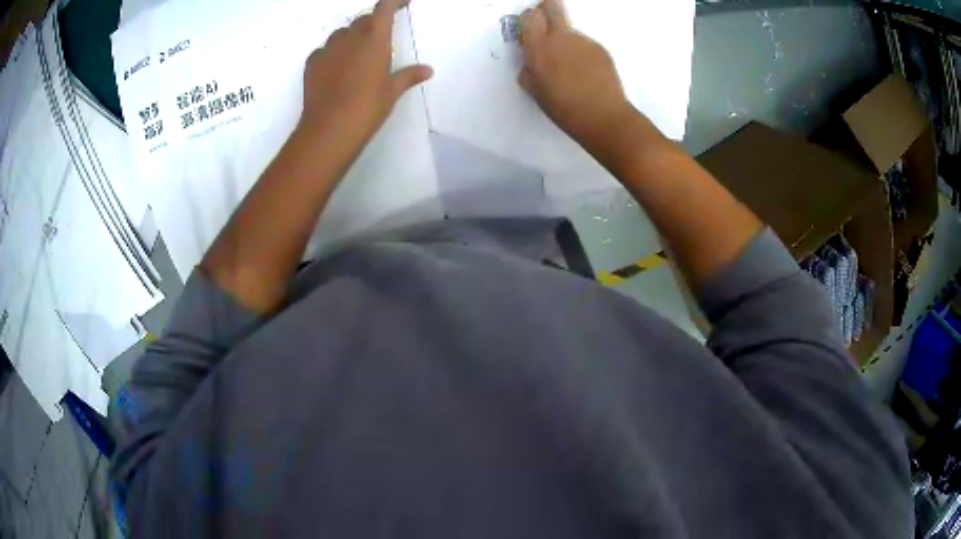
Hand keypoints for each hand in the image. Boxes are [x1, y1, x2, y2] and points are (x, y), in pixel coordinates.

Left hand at [298, 0, 432, 155]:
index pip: (385, 7)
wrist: (328, 130)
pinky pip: (325, 50)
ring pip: (342, 33)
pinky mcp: (311, 63)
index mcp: (375, 38)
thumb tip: (427, 70)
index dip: (395, 1)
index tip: (403, 1)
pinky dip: (333, 53)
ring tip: (358, 55)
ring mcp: (327, 49)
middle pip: (363, 20)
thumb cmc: (367, 108)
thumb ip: (408, 76)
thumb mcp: (392, 92)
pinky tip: (337, 69)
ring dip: (352, 37)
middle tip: (381, 37)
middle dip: (374, 23)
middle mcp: (350, 37)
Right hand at [519, 0, 632, 146]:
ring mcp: (583, 41)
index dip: (530, 20)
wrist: (604, 117)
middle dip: (547, 10)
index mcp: (538, 49)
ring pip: (570, 30)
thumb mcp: (535, 91)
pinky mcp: (601, 49)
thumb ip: (529, 70)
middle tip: (548, 25)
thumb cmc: (564, 109)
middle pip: (552, 7)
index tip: (531, 30)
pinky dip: (583, 54)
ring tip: (573, 68)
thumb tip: (531, 63)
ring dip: (567, 40)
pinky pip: (586, 44)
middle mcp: (561, 38)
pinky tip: (587, 74)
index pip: (530, 16)